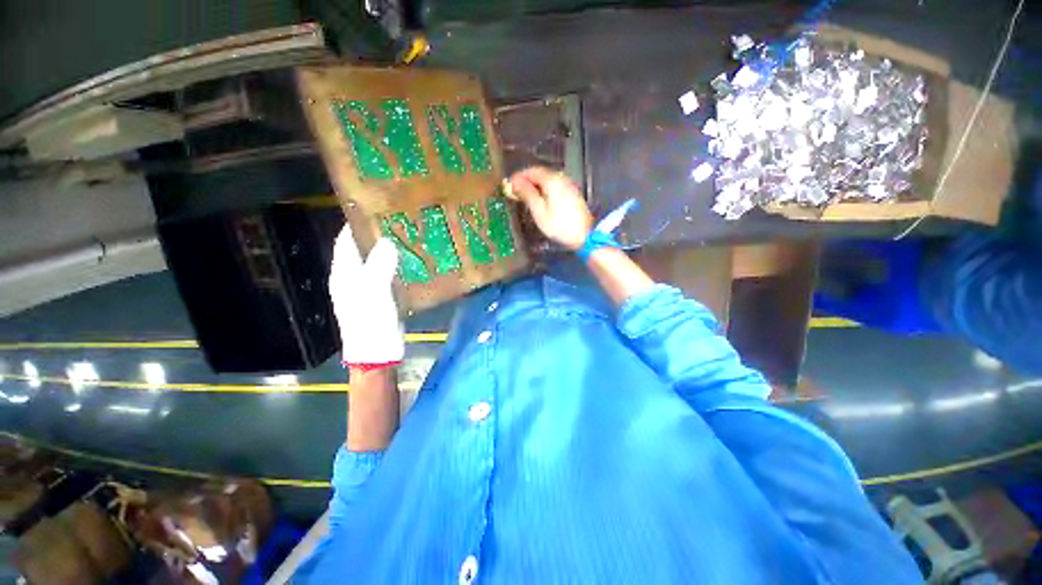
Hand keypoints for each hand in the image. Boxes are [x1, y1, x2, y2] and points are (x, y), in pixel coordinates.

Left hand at [328, 224, 403, 366]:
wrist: (377, 351)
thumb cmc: (370, 321)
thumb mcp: (373, 292)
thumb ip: (379, 266)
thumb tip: (387, 241)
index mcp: (344, 274)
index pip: (345, 242)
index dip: (355, 225)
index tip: (374, 210)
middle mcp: (353, 278)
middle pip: (363, 250)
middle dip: (377, 236)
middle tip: (399, 222)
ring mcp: (368, 288)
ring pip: (377, 262)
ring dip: (390, 251)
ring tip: (409, 238)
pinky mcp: (382, 296)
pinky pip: (389, 275)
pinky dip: (398, 266)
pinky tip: (413, 261)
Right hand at [508, 167, 592, 250]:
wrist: (585, 235)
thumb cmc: (559, 225)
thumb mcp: (539, 211)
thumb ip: (527, 194)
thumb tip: (516, 182)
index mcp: (552, 181)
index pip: (532, 171)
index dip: (519, 176)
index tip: (509, 184)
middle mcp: (562, 179)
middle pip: (541, 174)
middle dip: (527, 180)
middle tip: (516, 190)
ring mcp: (569, 186)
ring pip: (548, 180)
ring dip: (535, 185)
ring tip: (525, 195)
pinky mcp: (573, 194)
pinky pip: (555, 186)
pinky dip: (544, 189)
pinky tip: (540, 199)